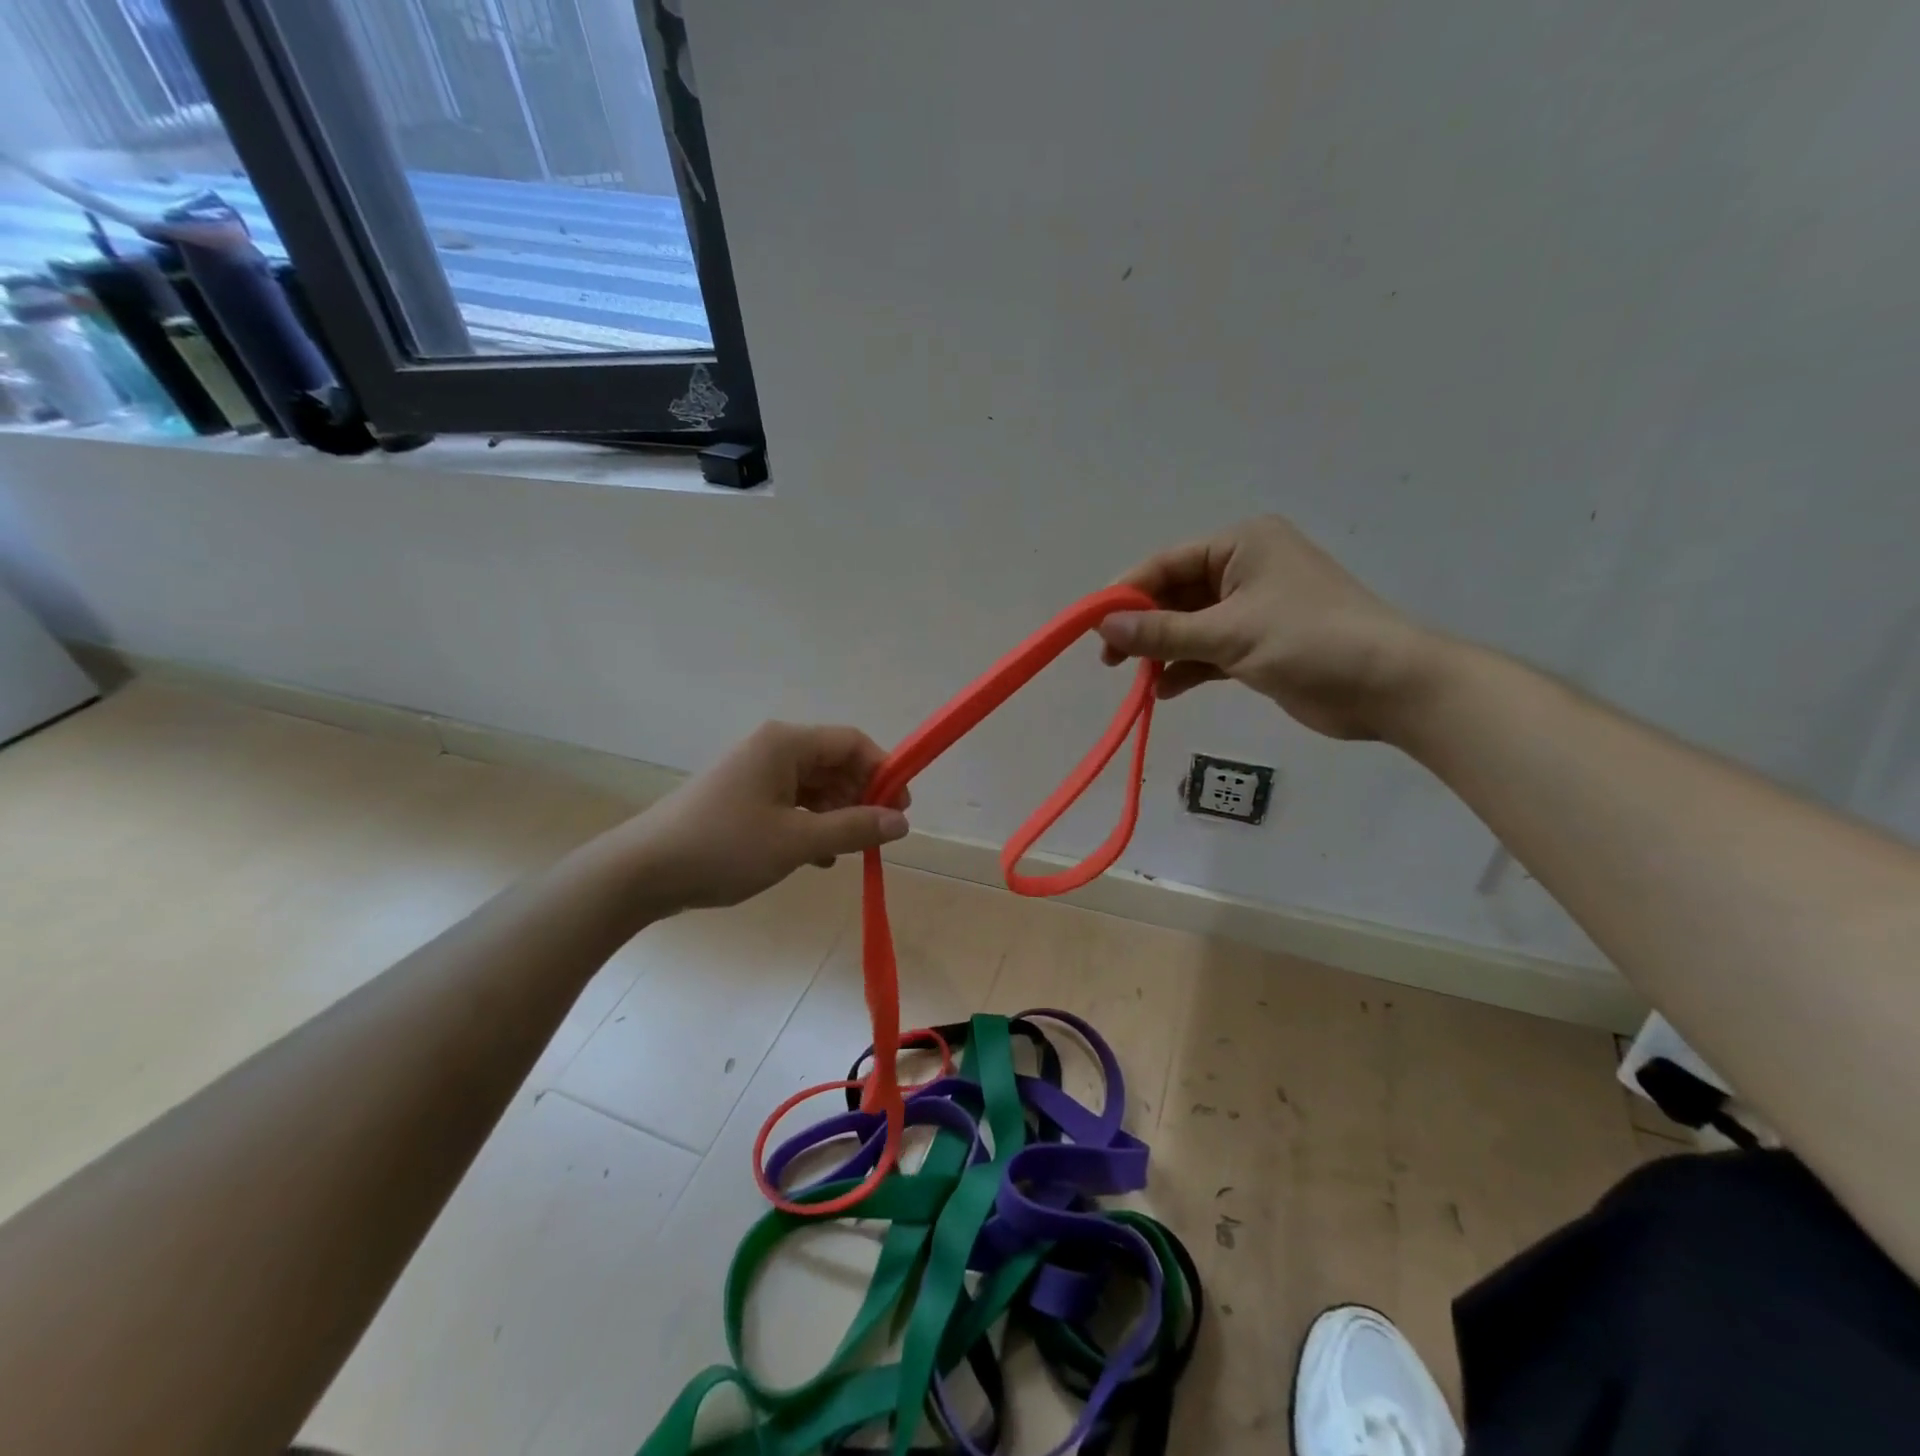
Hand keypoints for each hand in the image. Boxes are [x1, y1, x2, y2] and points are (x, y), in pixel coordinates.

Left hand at [615, 722, 909, 912]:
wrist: (643, 872)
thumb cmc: (725, 847)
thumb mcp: (797, 841)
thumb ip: (854, 828)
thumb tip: (902, 822)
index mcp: (785, 744)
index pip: (852, 742)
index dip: (883, 772)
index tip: (900, 810)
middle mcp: (771, 749)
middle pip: (834, 763)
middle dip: (860, 797)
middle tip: (876, 836)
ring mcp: (754, 774)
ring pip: (813, 786)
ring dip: (836, 816)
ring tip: (847, 852)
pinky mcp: (742, 798)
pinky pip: (791, 803)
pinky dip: (810, 825)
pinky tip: (817, 858)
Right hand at [1097, 516, 1432, 739]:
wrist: (1388, 686)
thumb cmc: (1309, 641)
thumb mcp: (1229, 634)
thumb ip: (1163, 632)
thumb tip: (1104, 627)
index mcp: (1241, 546)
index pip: (1168, 564)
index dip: (1128, 594)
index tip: (1095, 626)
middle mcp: (1245, 569)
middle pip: (1176, 595)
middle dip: (1145, 627)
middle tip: (1111, 659)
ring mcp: (1253, 608)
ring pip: (1191, 626)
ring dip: (1164, 652)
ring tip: (1137, 679)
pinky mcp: (1260, 645)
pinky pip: (1209, 651)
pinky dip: (1188, 669)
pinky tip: (1165, 691)